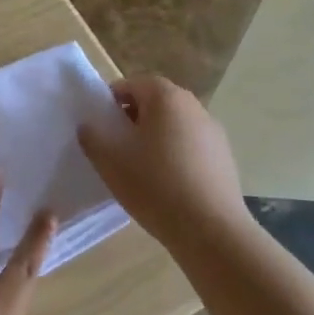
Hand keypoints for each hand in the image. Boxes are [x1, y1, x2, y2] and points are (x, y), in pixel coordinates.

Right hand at [77, 74, 248, 247]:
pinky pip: (191, 145)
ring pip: (174, 124)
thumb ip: (92, 137)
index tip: (101, 125)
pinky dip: (175, 154)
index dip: (112, 101)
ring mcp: (214, 132)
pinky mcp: (225, 157)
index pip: (133, 84)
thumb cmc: (154, 186)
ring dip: (155, 136)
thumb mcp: (109, 161)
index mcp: (166, 98)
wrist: (211, 230)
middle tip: (117, 145)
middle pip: (156, 102)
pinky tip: (166, 183)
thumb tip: (89, 126)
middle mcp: (194, 106)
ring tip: (140, 167)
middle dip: (133, 118)